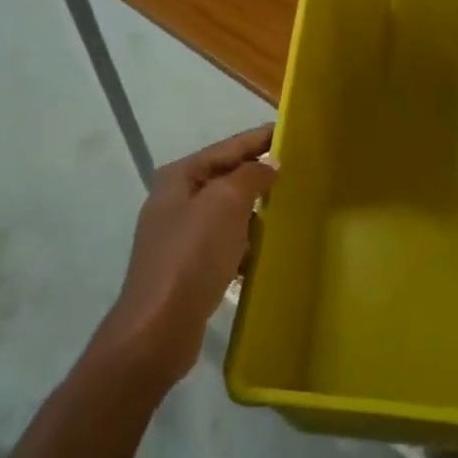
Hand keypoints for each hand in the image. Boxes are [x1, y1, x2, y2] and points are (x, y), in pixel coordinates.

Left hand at [96, 125, 277, 388]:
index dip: (258, 139)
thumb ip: (250, 176)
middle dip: (258, 176)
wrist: (159, 326)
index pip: (227, 148)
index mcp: (179, 178)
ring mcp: (179, 236)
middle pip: (225, 179)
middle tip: (298, 171)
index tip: (289, 131)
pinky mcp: (188, 267)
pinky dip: (245, 243)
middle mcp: (175, 201)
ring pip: (227, 213)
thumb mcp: (225, 203)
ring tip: (290, 209)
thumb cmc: (193, 255)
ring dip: (254, 212)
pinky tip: (267, 250)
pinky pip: (225, 244)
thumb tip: (270, 163)